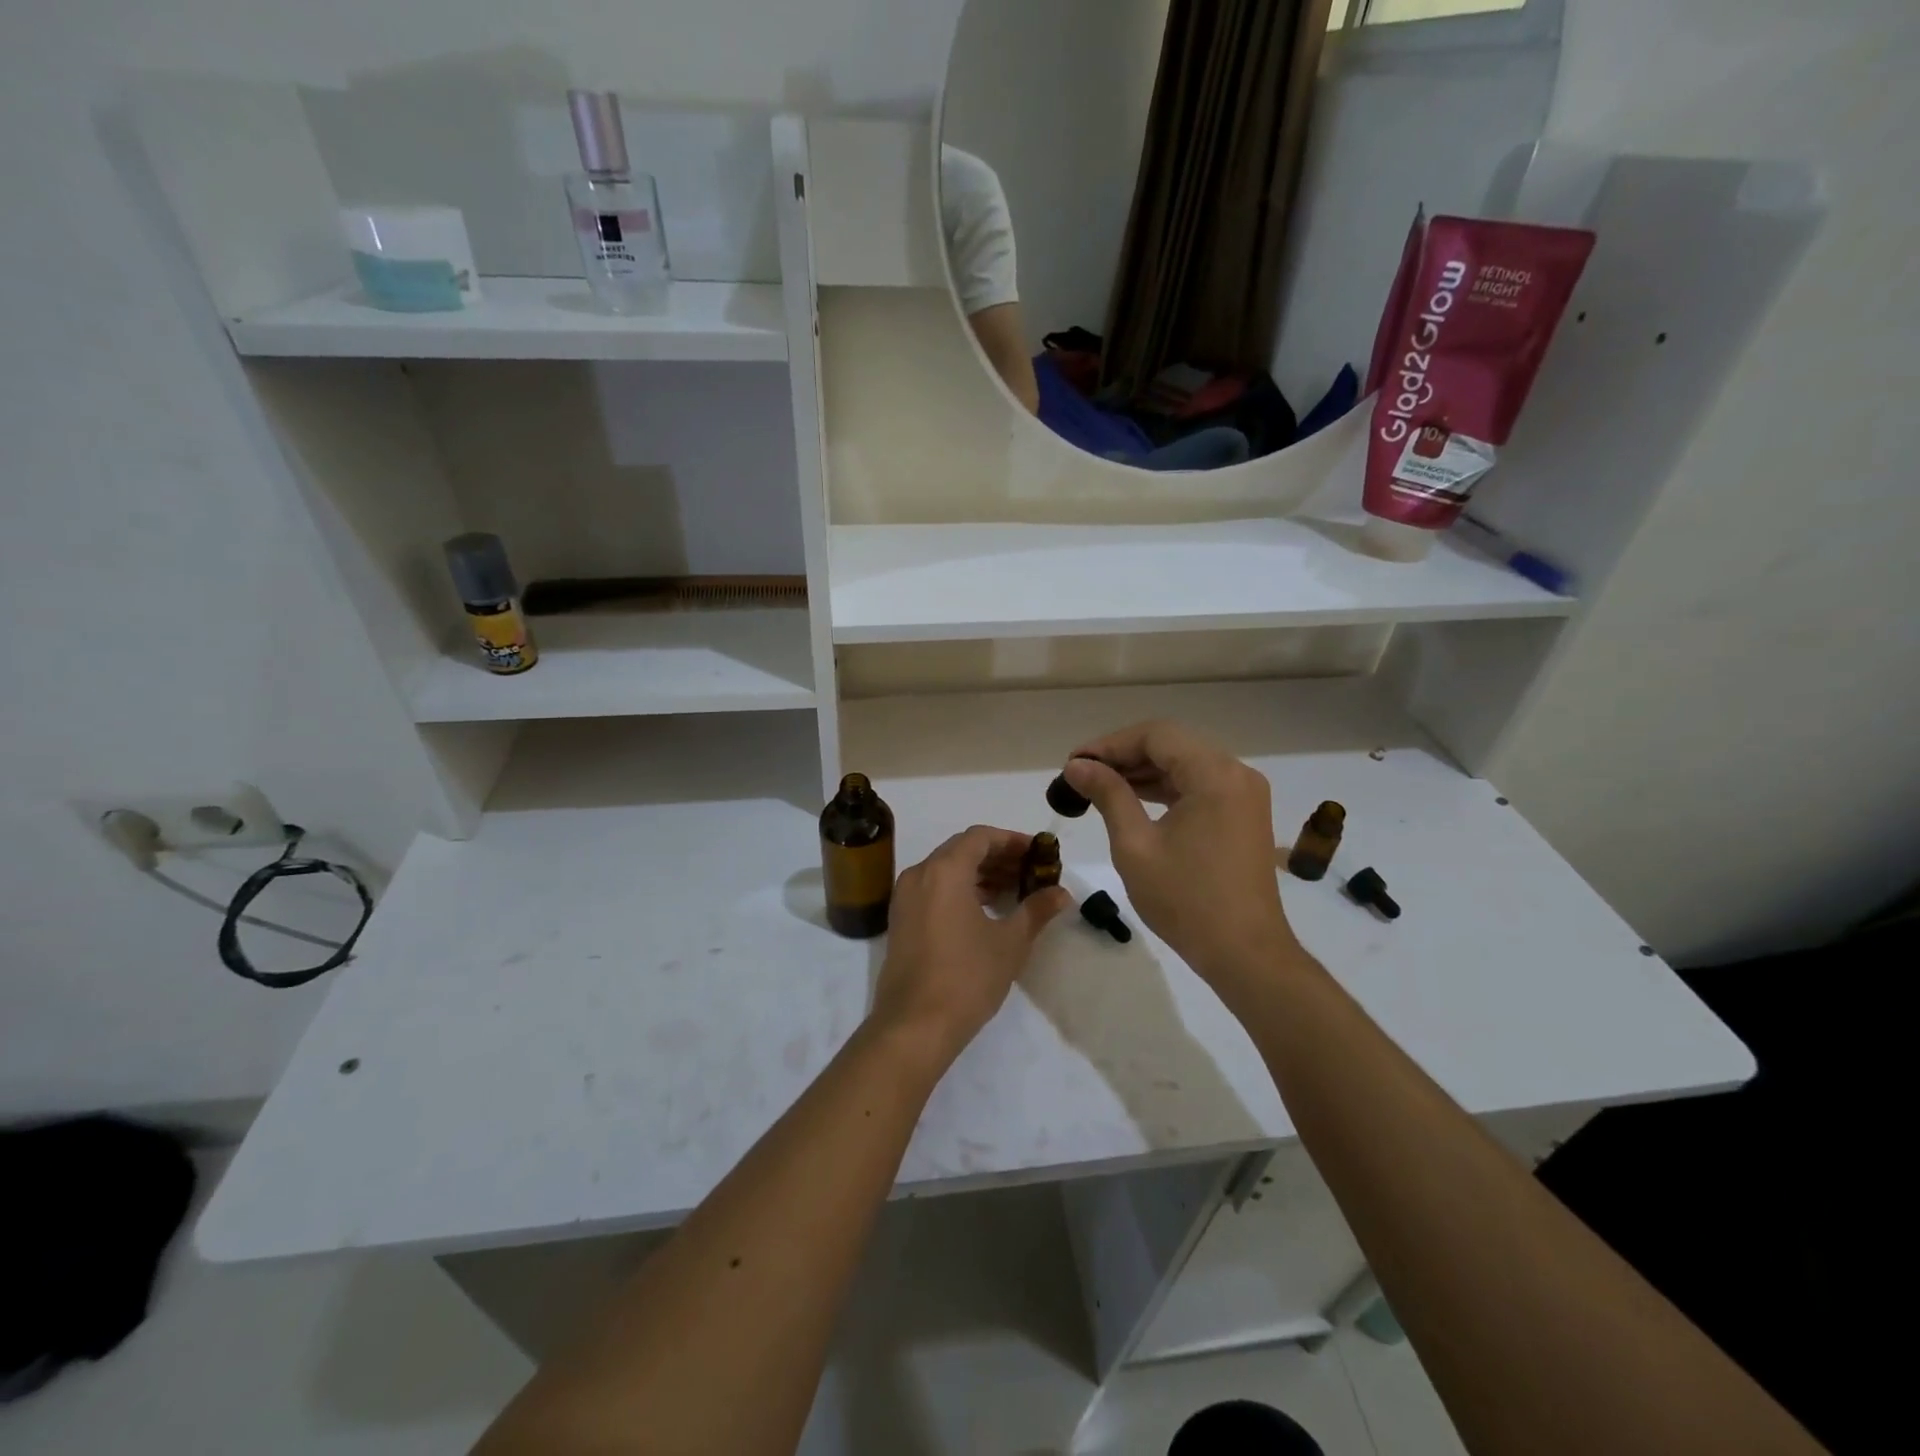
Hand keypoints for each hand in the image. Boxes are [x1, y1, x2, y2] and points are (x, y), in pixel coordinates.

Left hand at [869, 826, 1071, 1064]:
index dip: (1011, 840)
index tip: (1037, 853)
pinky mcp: (901, 920)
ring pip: (946, 870)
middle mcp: (919, 875)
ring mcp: (905, 898)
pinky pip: (933, 889)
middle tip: (1029, 872)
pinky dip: (960, 890)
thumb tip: (1062, 893)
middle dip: (997, 857)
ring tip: (1013, 891)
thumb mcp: (1010, 942)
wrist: (915, 1026)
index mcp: (944, 870)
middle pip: (961, 850)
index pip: (980, 837)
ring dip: (979, 874)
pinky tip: (985, 910)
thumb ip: (1036, 910)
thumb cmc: (967, 977)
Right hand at [1063, 721, 1301, 988]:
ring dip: (1143, 770)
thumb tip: (1077, 765)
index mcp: (1215, 775)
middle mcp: (1237, 773)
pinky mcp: (1243, 814)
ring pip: (1185, 763)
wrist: (1245, 953)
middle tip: (1082, 774)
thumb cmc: (1186, 900)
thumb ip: (1108, 795)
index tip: (1074, 762)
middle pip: (1173, 744)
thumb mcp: (1135, 845)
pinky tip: (1133, 799)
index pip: (1156, 735)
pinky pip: (1200, 785)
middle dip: (1124, 754)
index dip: (1110, 744)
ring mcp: (1245, 794)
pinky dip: (1166, 788)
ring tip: (1099, 786)